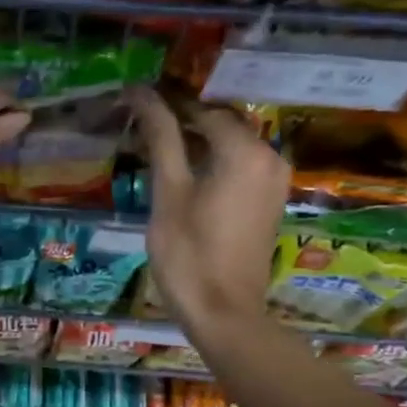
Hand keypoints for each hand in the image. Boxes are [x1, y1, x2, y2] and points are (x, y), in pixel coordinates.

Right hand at [127, 87, 289, 328]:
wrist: (224, 313)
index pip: (200, 109)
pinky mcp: (269, 200)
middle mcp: (269, 156)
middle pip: (219, 123)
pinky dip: (212, 160)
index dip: (165, 104)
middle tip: (139, 126)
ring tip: (154, 146)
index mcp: (245, 151)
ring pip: (230, 143)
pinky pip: (240, 164)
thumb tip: (142, 93)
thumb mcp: (168, 193)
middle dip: (181, 120)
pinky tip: (182, 172)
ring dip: (195, 141)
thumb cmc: (188, 254)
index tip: (132, 104)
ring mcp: (273, 180)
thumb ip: (160, 138)